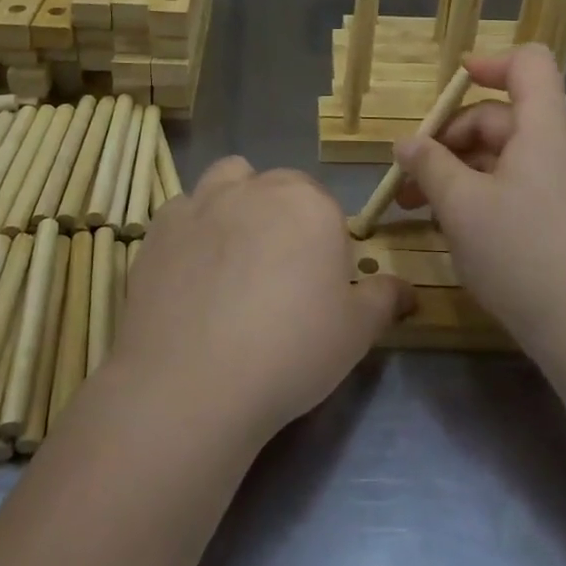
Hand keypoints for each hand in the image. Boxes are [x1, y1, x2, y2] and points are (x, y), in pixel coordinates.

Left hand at [110, 159, 411, 443]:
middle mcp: (255, 189)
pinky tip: (191, 270)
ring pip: (227, 180)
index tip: (317, 284)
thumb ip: (385, 299)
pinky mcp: (158, 228)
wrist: (191, 384)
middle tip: (278, 274)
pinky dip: (192, 228)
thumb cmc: (290, 352)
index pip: (325, 206)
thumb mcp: (356, 333)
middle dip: (283, 216)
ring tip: (234, 254)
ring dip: (236, 202)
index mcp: (309, 204)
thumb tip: (407, 289)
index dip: (324, 243)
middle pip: (277, 187)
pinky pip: (182, 210)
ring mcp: (201, 203)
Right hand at [395, 45, 565, 359]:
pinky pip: (511, 183)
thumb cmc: (520, 253)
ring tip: (414, 204)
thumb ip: (429, 165)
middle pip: (499, 115)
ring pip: (500, 154)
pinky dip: (476, 191)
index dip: (490, 62)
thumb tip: (406, 143)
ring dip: (455, 169)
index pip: (528, 64)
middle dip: (449, 137)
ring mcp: (559, 183)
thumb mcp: (461, 205)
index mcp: (544, 128)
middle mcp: (556, 147)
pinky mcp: (556, 214)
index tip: (451, 84)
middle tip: (408, 172)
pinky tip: (447, 223)